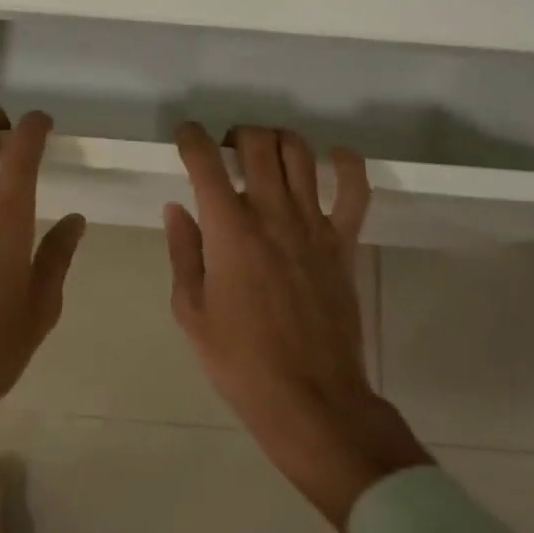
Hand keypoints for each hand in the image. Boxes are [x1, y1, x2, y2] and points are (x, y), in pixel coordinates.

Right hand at [165, 123, 431, 528]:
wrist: (309, 398)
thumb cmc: (239, 360)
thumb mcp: (191, 311)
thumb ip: (183, 252)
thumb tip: (178, 209)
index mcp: (229, 230)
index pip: (206, 163)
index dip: (191, 138)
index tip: (186, 135)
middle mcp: (272, 214)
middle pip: (258, 144)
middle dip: (238, 134)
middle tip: (227, 151)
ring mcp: (314, 226)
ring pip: (301, 155)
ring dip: (280, 140)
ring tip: (267, 154)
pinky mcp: (344, 243)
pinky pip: (355, 191)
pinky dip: (347, 165)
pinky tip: (333, 160)